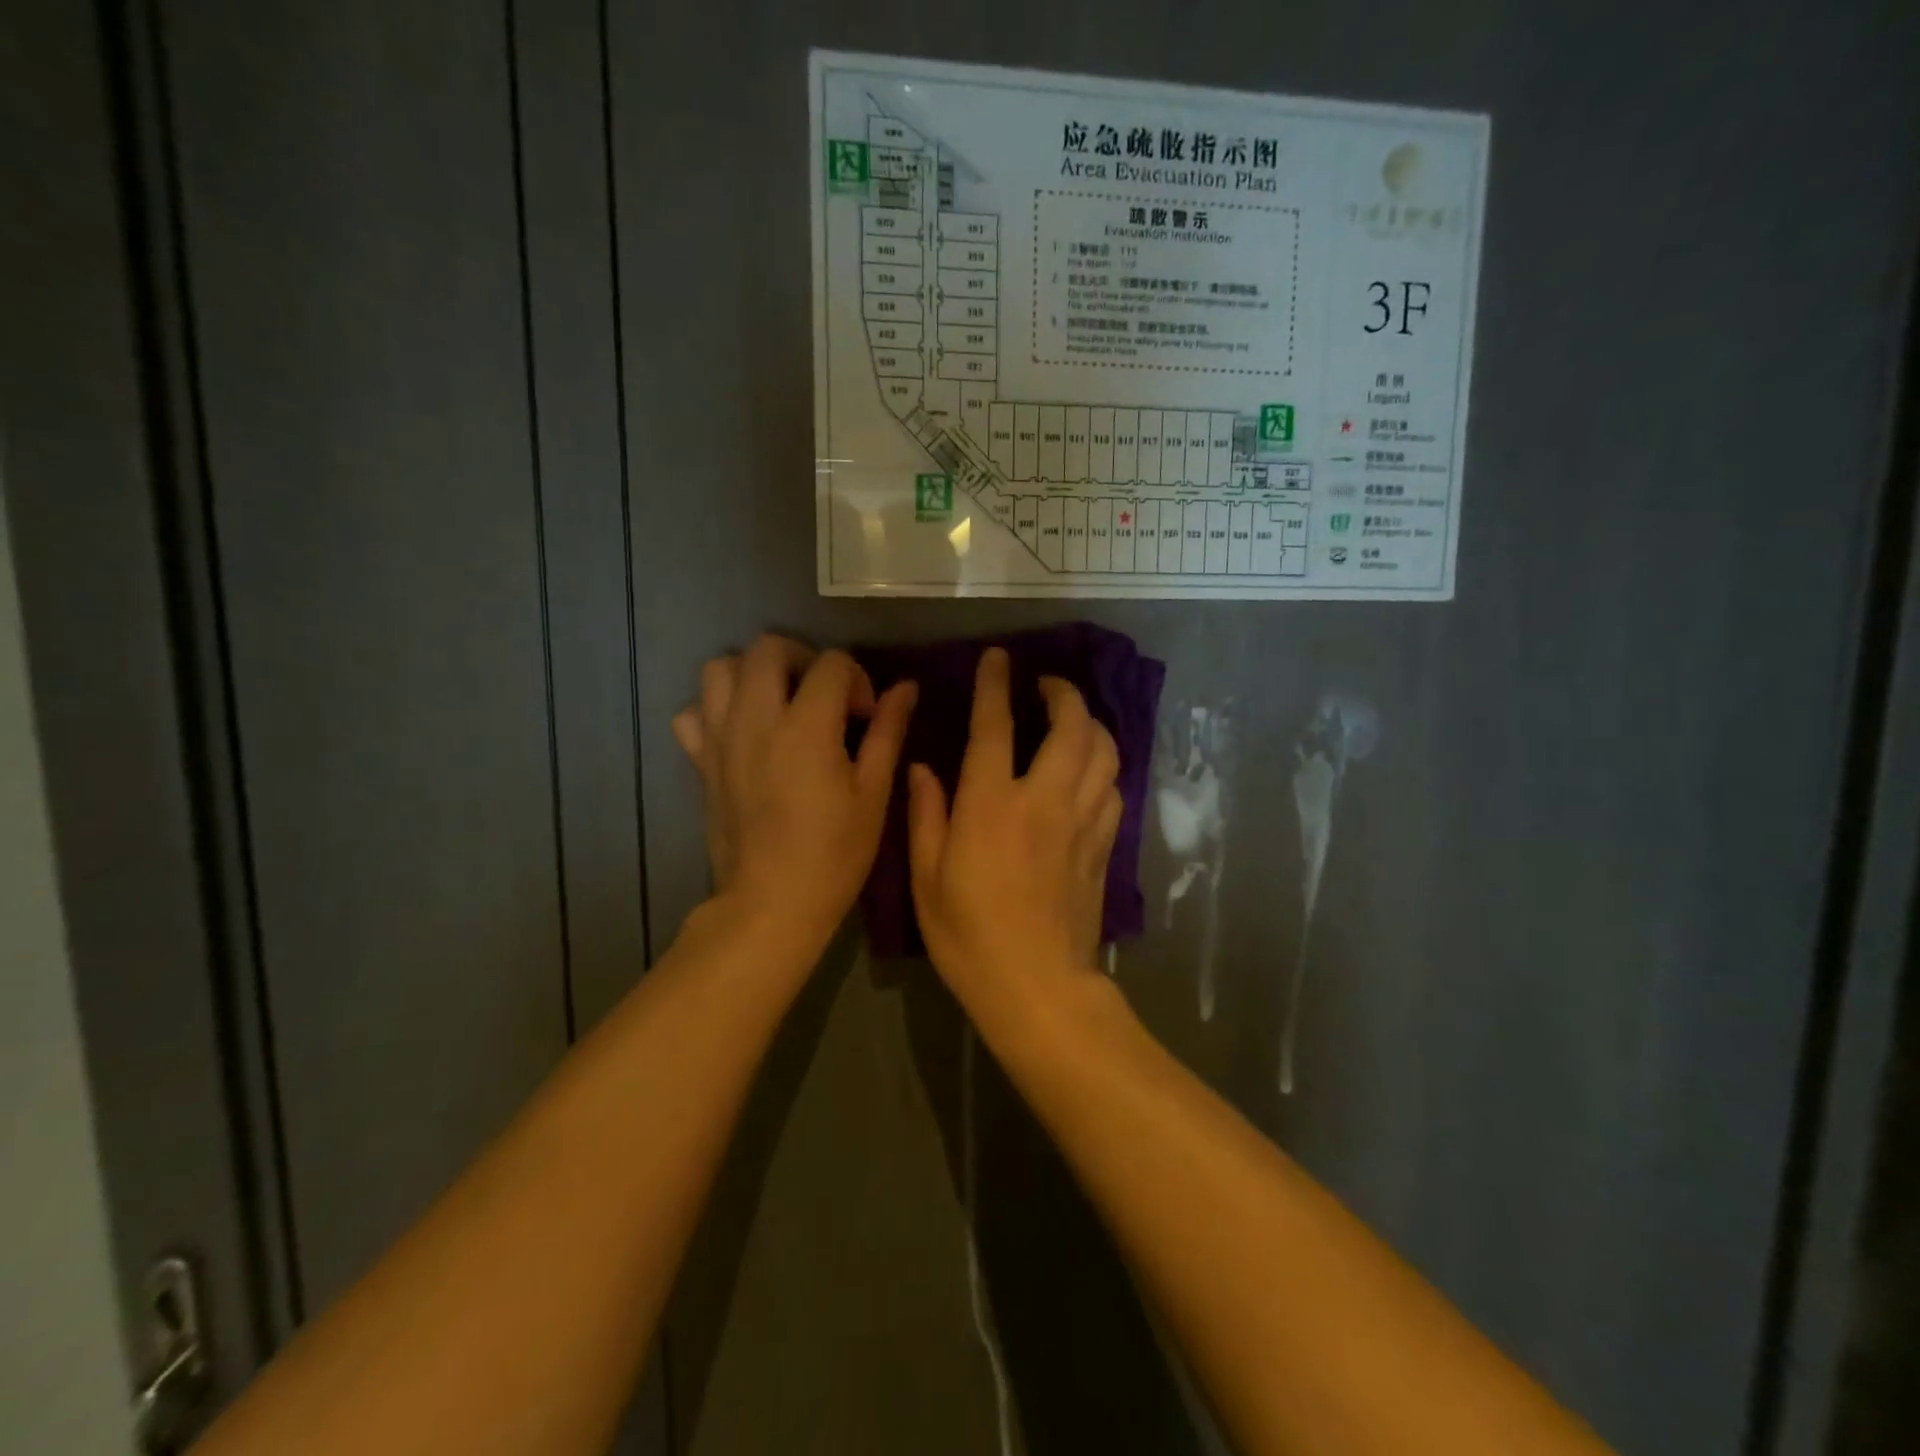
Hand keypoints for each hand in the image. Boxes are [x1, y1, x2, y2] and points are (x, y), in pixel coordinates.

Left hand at [673, 635, 915, 954]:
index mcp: (806, 727)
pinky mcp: (700, 761)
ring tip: (779, 703)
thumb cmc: (835, 853)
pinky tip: (740, 732)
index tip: (865, 716)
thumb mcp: (873, 793)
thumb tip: (906, 687)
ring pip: (720, 669)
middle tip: (822, 694)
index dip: (857, 679)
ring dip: (753, 673)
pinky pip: (692, 713)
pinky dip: (714, 709)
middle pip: (768, 647)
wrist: (771, 902)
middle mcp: (756, 720)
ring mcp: (720, 738)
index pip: (831, 663)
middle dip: (803, 658)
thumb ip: (888, 731)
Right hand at [907, 647, 1121, 1012]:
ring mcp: (1083, 822)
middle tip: (1045, 685)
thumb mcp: (927, 877)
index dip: (995, 685)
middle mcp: (1045, 800)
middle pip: (1072, 726)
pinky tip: (1088, 772)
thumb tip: (923, 768)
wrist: (1037, 987)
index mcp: (992, 804)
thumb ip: (925, 814)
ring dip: (1091, 724)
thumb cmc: (969, 935)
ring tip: (1072, 720)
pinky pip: (1114, 789)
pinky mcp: (1104, 847)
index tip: (998, 659)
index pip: (995, 725)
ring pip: (1104, 752)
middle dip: (1063, 693)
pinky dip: (1104, 766)